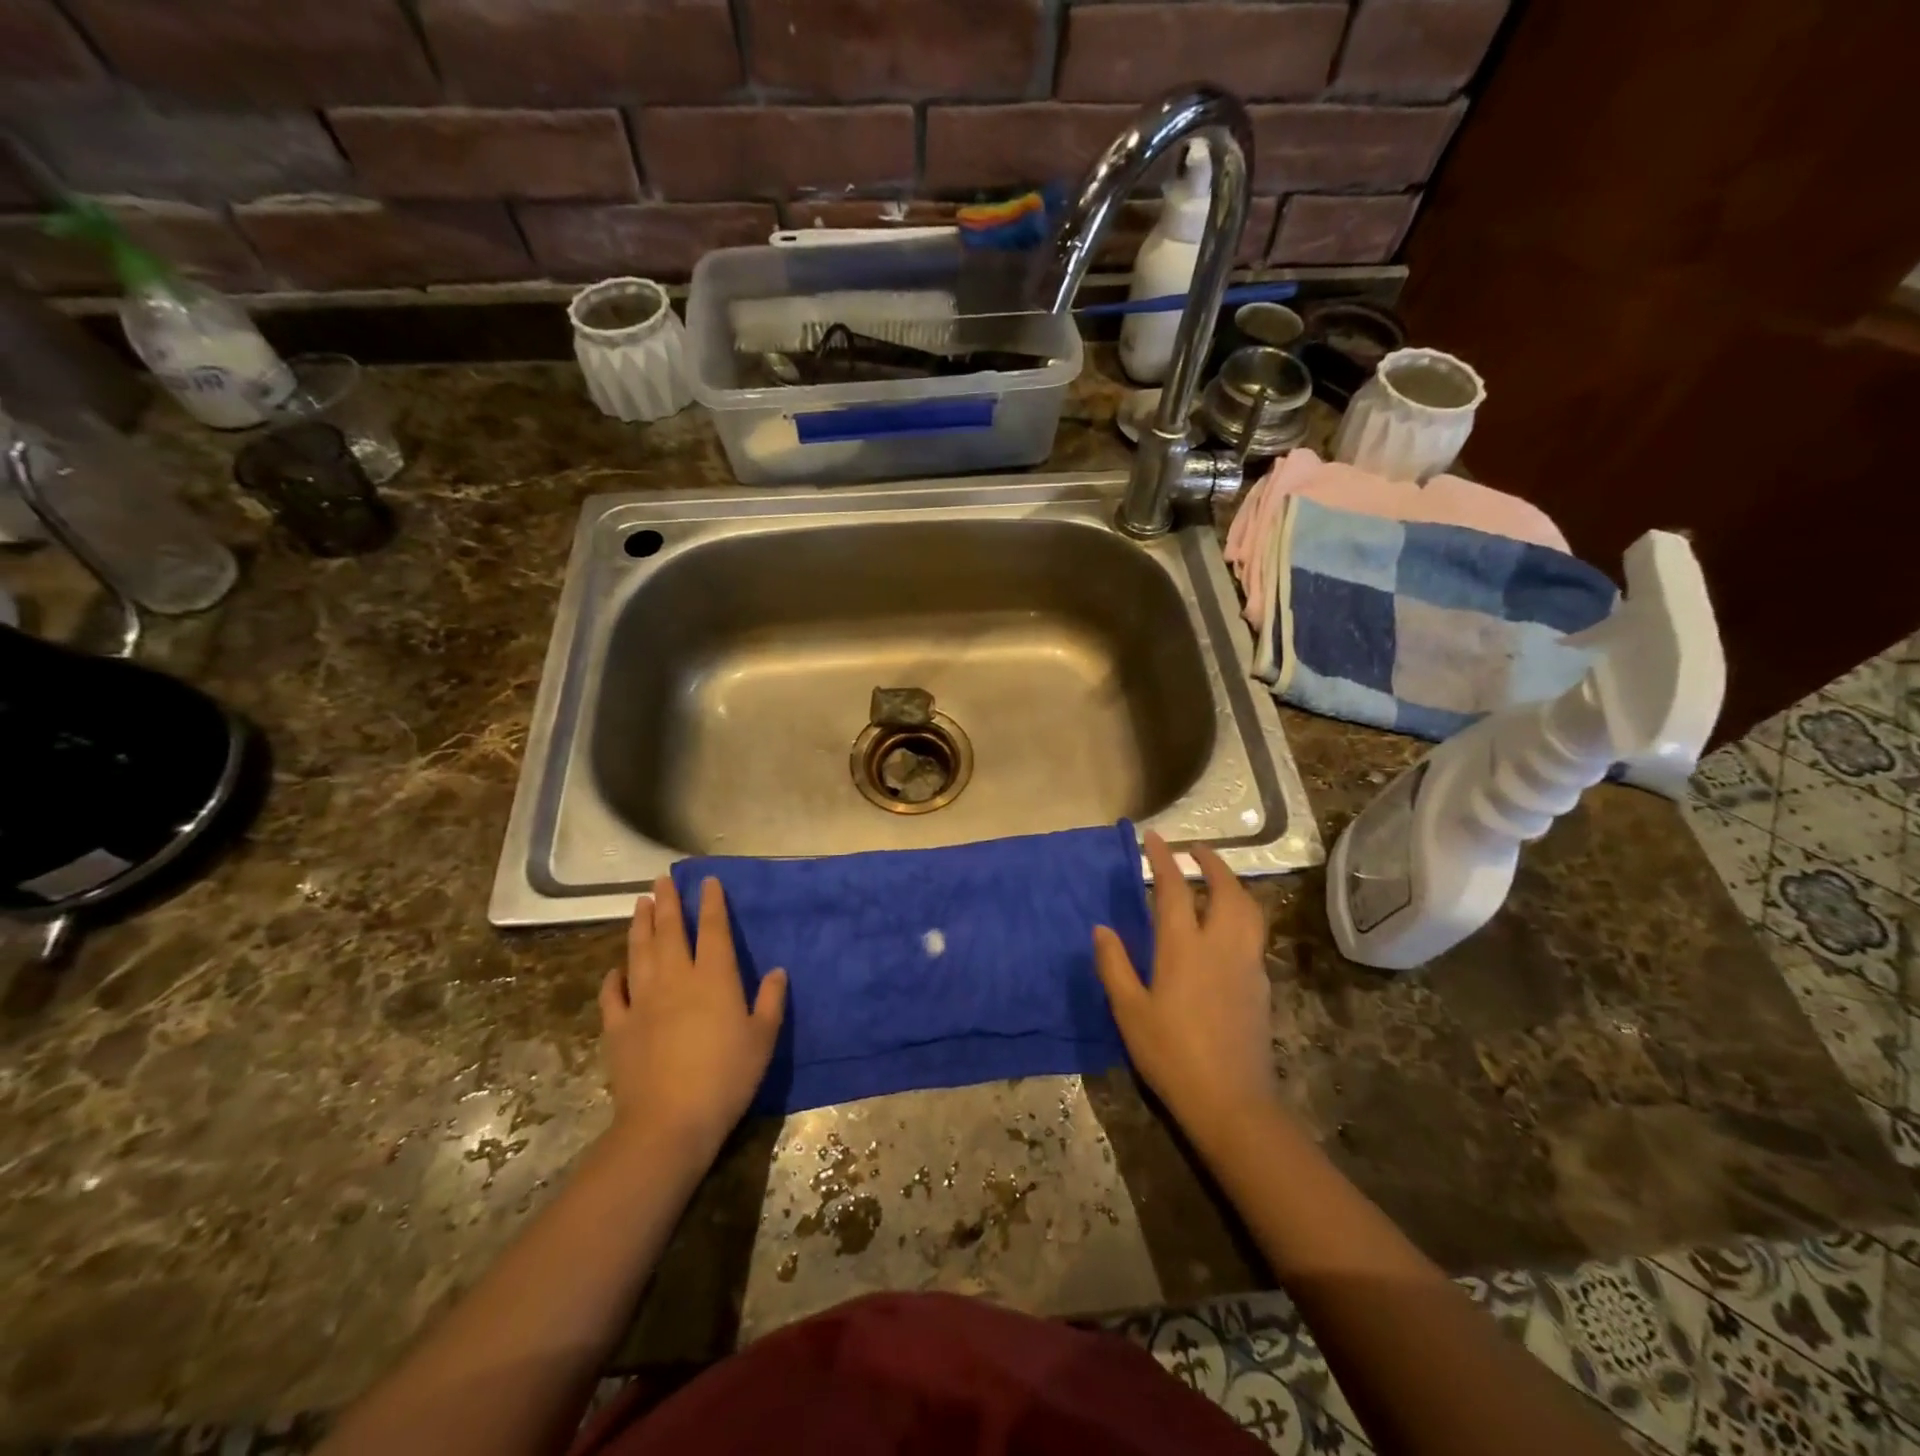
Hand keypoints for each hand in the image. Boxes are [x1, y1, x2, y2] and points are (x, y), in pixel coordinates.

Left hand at [598, 876, 786, 1158]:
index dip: (711, 903)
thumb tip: (778, 971)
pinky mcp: (618, 1027)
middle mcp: (676, 979)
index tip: (708, 881)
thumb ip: (771, 1001)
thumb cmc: (727, 1076)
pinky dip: (613, 978)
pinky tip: (615, 970)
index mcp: (714, 977)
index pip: (713, 929)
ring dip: (639, 925)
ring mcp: (642, 1001)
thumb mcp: (763, 1038)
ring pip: (639, 953)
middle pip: (669, 931)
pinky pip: (613, 995)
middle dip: (667, 903)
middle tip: (662, 880)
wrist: (669, 1121)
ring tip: (639, 904)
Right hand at [1093, 831, 1280, 1152]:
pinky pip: (1254, 934)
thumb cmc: (1171, 1054)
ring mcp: (1246, 964)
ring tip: (1217, 879)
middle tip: (1195, 850)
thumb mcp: (1129, 1011)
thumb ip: (1114, 965)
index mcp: (1183, 947)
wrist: (1231, 1101)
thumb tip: (1102, 928)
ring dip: (1233, 885)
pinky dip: (1242, 914)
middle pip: (1225, 890)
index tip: (1154, 838)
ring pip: (1249, 910)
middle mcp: (1220, 946)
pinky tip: (1229, 927)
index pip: (1174, 889)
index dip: (1163, 859)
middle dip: (1211, 863)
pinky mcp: (1260, 985)